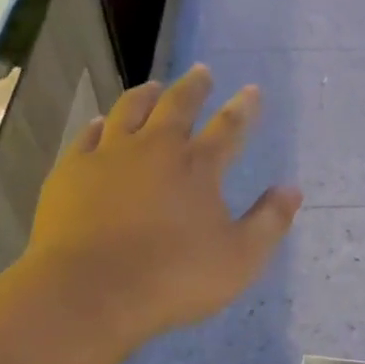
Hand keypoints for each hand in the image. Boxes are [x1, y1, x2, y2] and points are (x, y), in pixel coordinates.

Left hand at [21, 65, 301, 359]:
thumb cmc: (174, 278)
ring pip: (130, 111)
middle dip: (194, 88)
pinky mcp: (71, 172)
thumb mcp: (240, 258)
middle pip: (178, 106)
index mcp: (198, 167)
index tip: (251, 90)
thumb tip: (292, 189)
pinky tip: (101, 122)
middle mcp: (155, 149)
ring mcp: (109, 157)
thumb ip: (269, 221)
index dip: (243, 108)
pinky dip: (100, 125)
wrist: (90, 292)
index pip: (229, 127)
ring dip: (146, 95)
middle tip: (202, 71)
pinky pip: (88, 136)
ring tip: (154, 86)